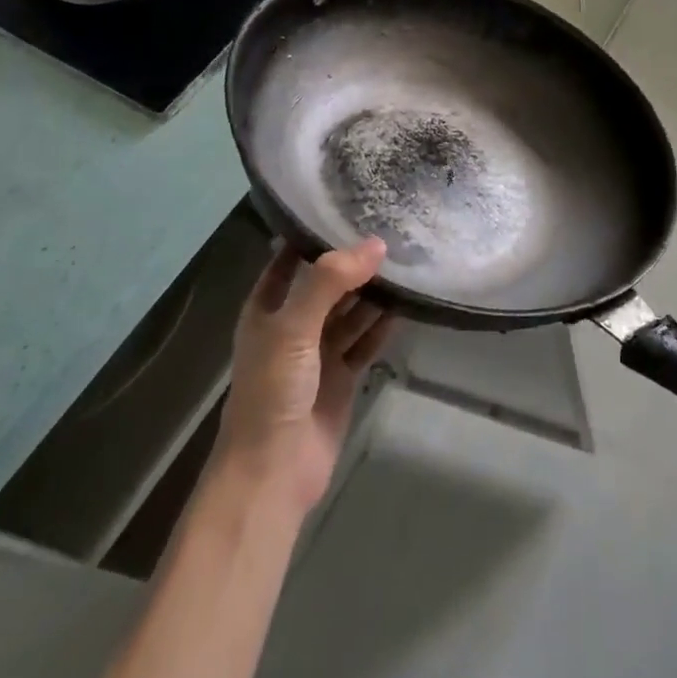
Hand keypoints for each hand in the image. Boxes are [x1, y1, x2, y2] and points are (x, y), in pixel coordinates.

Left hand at [214, 239, 395, 514]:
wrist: (273, 474)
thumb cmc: (272, 391)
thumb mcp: (293, 327)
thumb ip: (330, 281)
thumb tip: (376, 243)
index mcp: (268, 307)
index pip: (291, 257)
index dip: (316, 234)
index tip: (350, 204)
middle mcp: (294, 323)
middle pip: (328, 282)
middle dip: (355, 260)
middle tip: (393, 228)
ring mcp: (319, 351)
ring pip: (351, 309)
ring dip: (374, 290)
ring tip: (408, 257)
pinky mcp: (343, 375)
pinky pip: (367, 339)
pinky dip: (384, 323)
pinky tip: (408, 301)